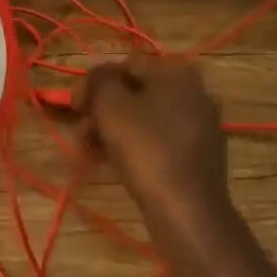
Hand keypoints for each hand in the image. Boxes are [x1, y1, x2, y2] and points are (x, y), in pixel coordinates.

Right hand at [79, 56, 233, 235]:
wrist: (188, 211)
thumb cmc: (146, 149)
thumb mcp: (111, 105)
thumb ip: (98, 80)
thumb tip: (97, 78)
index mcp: (177, 73)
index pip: (125, 65)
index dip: (94, 84)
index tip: (75, 109)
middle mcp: (195, 92)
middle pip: (135, 93)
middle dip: (103, 112)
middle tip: (82, 136)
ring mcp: (201, 125)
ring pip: (146, 119)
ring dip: (114, 131)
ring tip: (92, 155)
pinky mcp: (201, 156)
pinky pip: (160, 141)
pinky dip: (137, 147)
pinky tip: (117, 165)